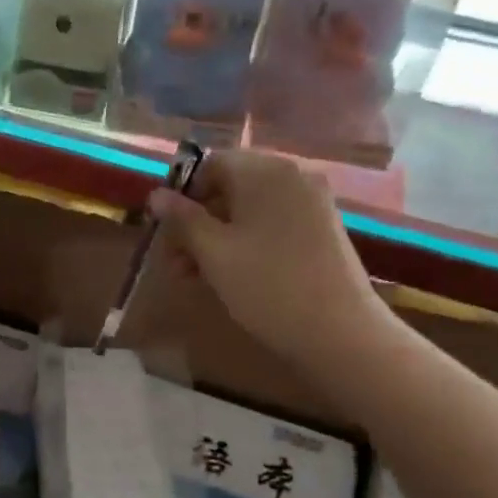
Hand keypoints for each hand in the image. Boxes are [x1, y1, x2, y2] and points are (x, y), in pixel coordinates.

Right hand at [149, 149, 398, 373]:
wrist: (341, 333)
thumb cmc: (267, 285)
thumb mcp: (213, 252)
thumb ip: (182, 219)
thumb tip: (156, 195)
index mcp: (265, 171)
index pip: (210, 165)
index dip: (181, 195)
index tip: (164, 232)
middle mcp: (292, 177)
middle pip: (229, 188)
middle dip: (196, 222)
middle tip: (173, 263)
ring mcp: (312, 204)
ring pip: (249, 211)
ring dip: (216, 237)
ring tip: (194, 277)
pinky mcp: (322, 231)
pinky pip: (272, 225)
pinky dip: (246, 243)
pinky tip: (229, 276)